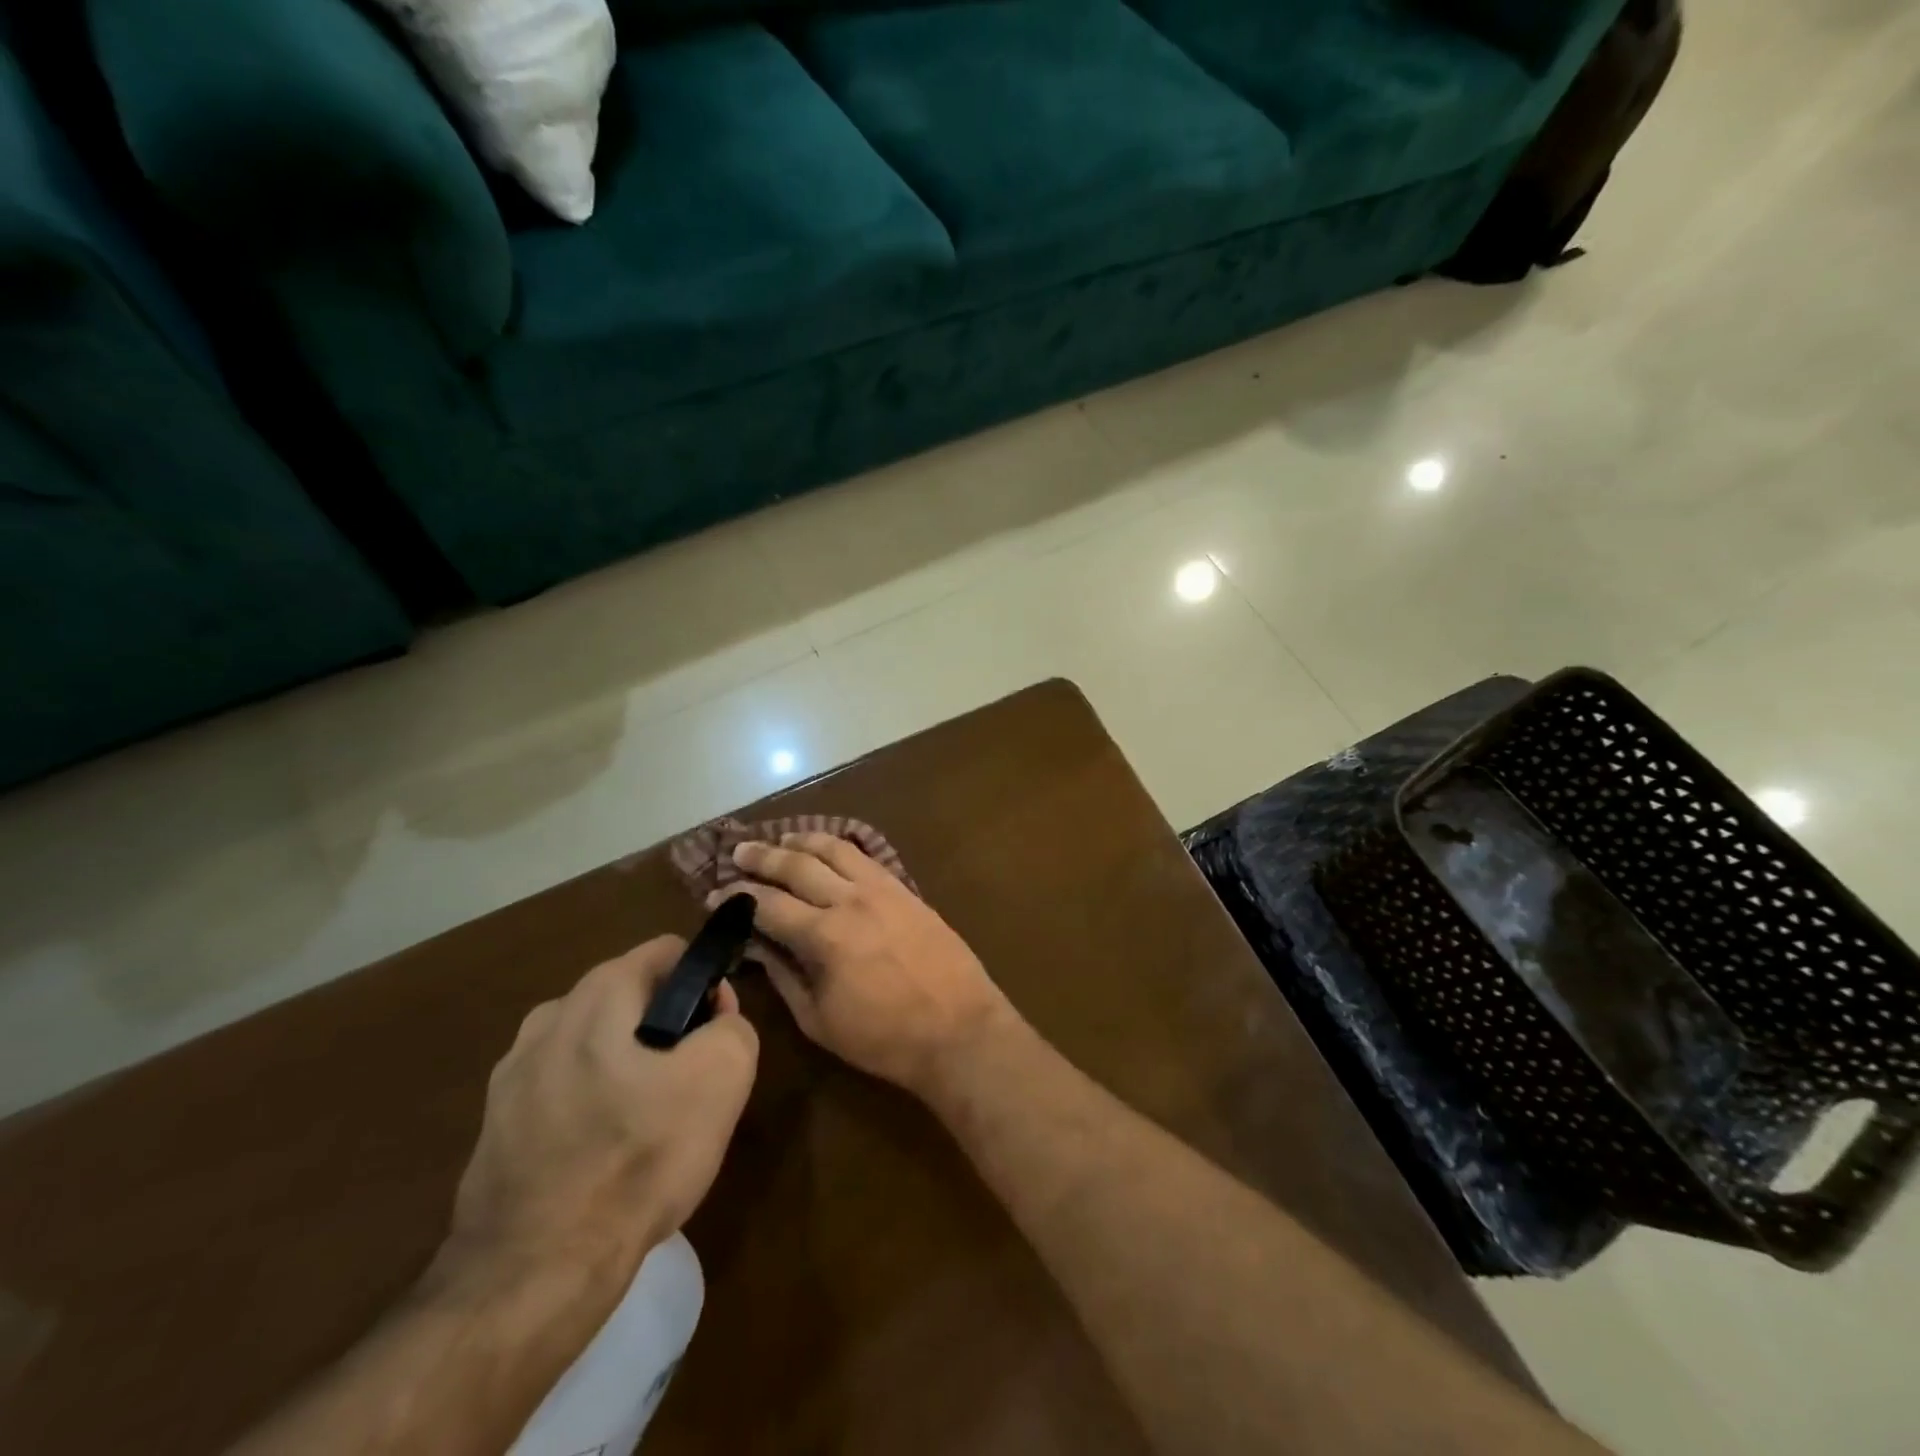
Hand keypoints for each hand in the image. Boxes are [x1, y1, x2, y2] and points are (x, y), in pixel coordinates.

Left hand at [441, 936, 757, 1293]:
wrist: (534, 1274)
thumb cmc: (638, 1157)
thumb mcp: (723, 1077)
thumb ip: (734, 1026)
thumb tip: (714, 1021)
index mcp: (597, 994)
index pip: (667, 952)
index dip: (705, 982)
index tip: (716, 1031)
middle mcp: (548, 1018)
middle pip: (631, 997)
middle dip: (669, 1025)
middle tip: (691, 1082)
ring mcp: (512, 1075)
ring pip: (597, 1044)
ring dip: (630, 1064)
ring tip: (651, 1121)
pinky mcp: (496, 1126)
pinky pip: (565, 1089)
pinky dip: (594, 1103)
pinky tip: (607, 1153)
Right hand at [712, 834, 1018, 1098]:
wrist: (959, 1029)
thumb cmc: (884, 1038)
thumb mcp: (820, 1020)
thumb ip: (784, 976)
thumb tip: (755, 946)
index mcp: (824, 936)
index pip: (768, 905)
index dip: (737, 897)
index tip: (715, 895)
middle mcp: (850, 900)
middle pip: (797, 865)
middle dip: (762, 857)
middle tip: (738, 852)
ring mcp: (883, 890)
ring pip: (835, 849)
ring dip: (803, 841)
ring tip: (781, 839)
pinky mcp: (906, 890)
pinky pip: (867, 856)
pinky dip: (841, 846)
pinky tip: (830, 847)